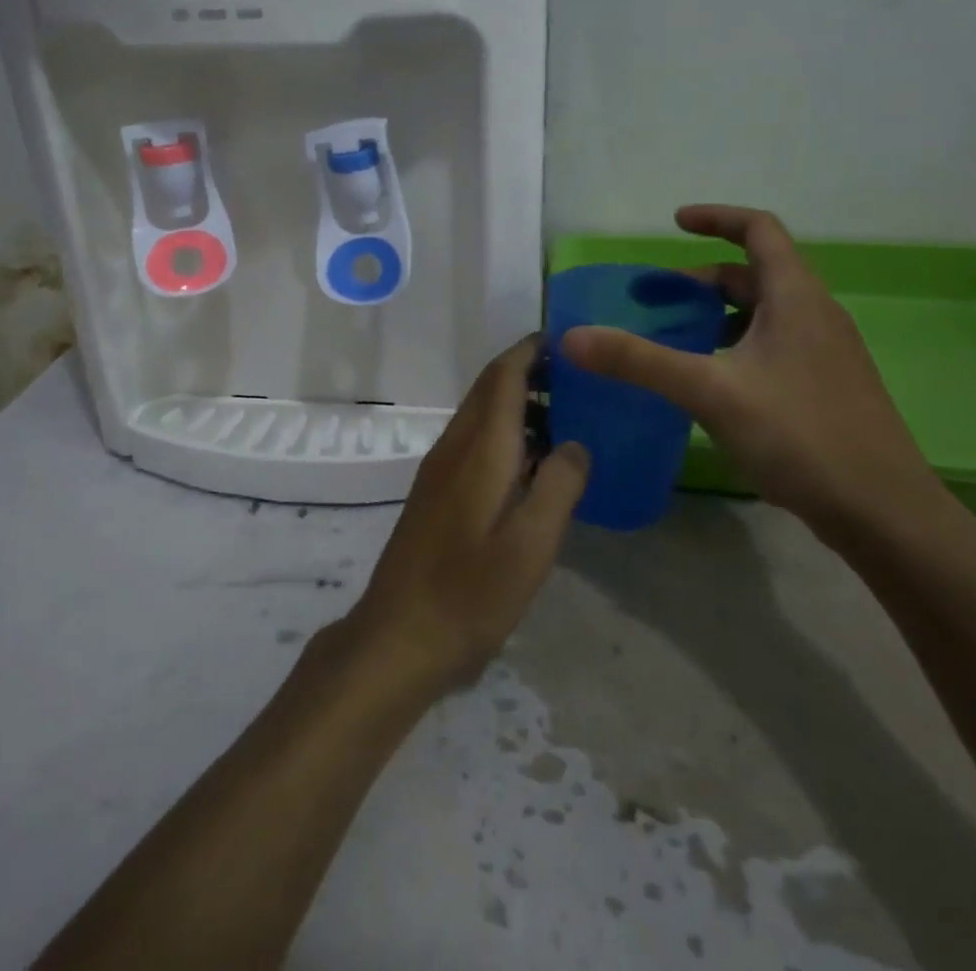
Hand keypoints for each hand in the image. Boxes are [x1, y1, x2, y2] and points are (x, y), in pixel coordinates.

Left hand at [342, 339, 588, 700]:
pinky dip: (502, 431)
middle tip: (574, 376)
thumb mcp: (530, 545)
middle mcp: (454, 447)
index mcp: (479, 450)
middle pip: (487, 390)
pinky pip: (472, 441)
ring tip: (562, 414)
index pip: (502, 378)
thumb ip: (558, 487)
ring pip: (478, 415)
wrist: (398, 635)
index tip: (563, 339)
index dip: (529, 352)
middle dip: (525, 371)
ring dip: (514, 402)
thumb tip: (577, 444)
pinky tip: (529, 461)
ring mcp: (439, 470)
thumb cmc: (470, 593)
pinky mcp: (434, 492)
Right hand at [561, 205, 947, 543]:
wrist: (885, 513)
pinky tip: (712, 384)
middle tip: (657, 301)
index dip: (717, 218)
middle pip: (755, 274)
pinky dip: (735, 346)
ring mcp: (825, 354)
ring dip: (718, 315)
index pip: (759, 230)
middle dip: (702, 280)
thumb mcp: (710, 392)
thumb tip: (572, 337)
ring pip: (764, 314)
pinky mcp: (825, 388)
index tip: (674, 223)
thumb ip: (639, 361)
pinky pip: (772, 346)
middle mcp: (816, 315)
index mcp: (797, 297)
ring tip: (675, 340)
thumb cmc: (801, 435)